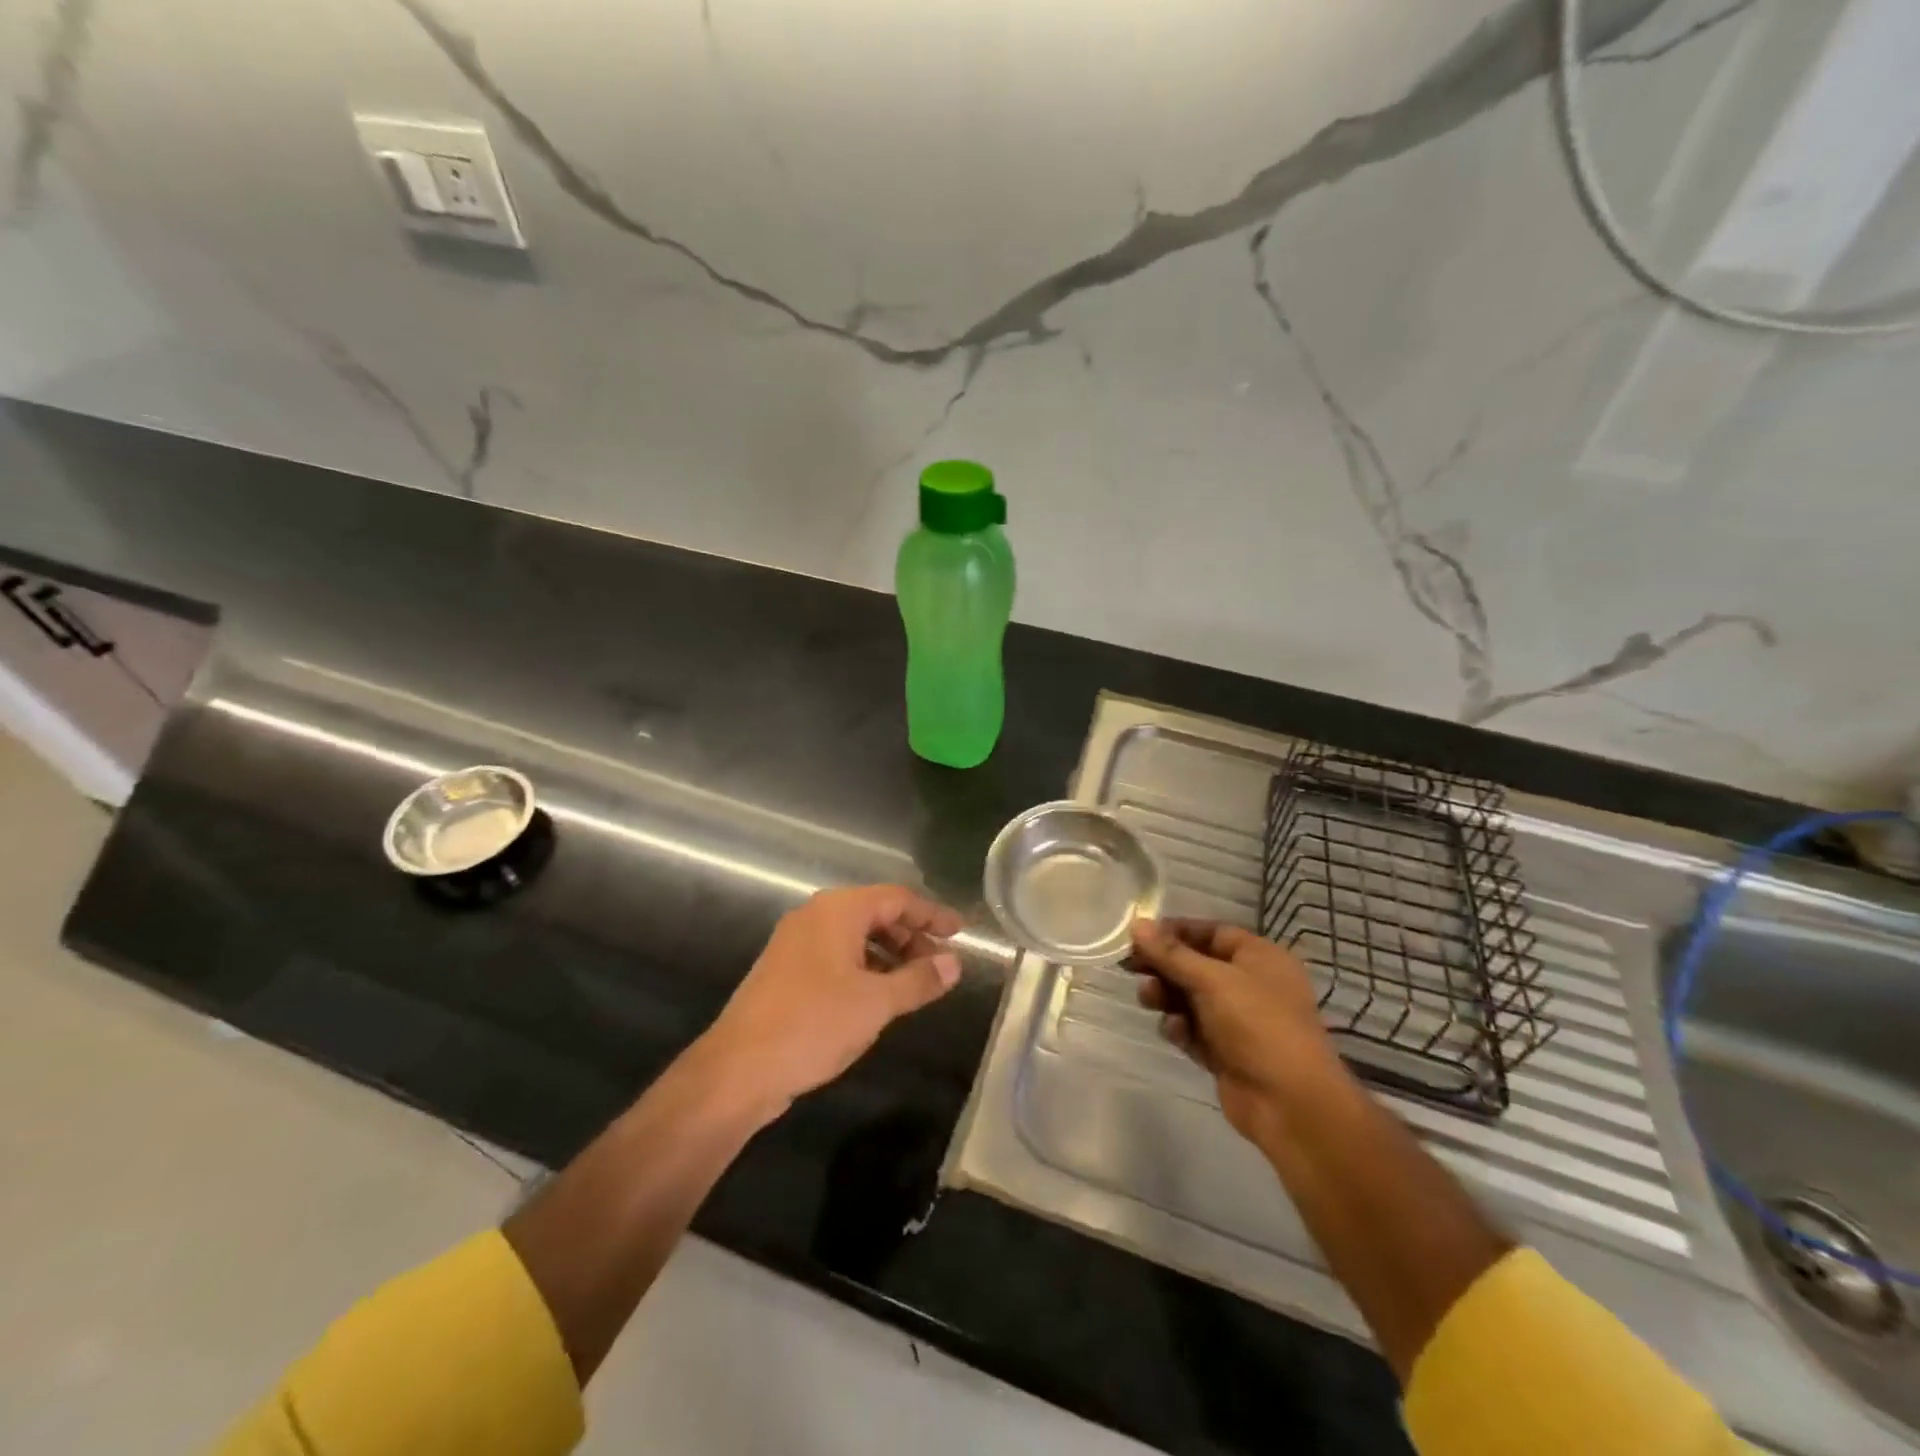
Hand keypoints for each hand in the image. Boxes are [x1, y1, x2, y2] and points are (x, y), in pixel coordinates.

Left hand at [701, 885, 963, 1115]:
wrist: (738, 1069)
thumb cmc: (813, 1024)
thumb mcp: (876, 1003)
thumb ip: (919, 980)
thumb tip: (954, 964)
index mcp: (838, 911)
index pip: (897, 898)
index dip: (932, 914)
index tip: (960, 932)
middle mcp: (815, 917)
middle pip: (875, 914)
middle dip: (911, 936)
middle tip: (940, 964)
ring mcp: (796, 943)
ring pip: (855, 937)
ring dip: (889, 954)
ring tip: (915, 983)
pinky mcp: (786, 971)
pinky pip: (837, 956)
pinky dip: (865, 968)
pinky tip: (879, 997)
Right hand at [1130, 918, 1349, 1146]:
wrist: (1291, 1104)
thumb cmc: (1257, 1025)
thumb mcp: (1212, 980)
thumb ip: (1171, 953)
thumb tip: (1137, 924)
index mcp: (1260, 957)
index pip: (1211, 932)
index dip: (1175, 932)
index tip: (1139, 936)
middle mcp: (1251, 984)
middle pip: (1197, 965)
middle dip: (1165, 966)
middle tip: (1130, 968)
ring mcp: (1240, 1020)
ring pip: (1191, 998)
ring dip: (1167, 996)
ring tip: (1148, 999)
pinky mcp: (1227, 1052)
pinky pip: (1194, 1030)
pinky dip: (1181, 1028)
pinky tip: (1175, 1032)